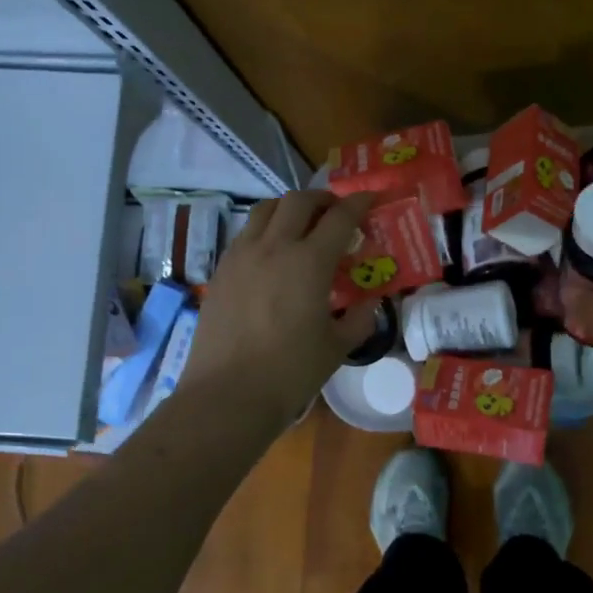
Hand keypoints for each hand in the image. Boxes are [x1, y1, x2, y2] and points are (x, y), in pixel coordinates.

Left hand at [187, 190, 381, 428]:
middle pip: (299, 200)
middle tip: (336, 211)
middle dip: (322, 198)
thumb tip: (368, 305)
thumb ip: (359, 319)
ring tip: (302, 224)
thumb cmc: (290, 372)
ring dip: (289, 208)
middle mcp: (274, 247)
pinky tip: (272, 254)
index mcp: (309, 262)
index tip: (371, 198)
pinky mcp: (221, 271)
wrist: (227, 395)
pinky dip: (265, 230)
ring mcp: (242, 256)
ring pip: (266, 210)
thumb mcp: (337, 347)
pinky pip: (245, 234)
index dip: (359, 203)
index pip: (340, 217)